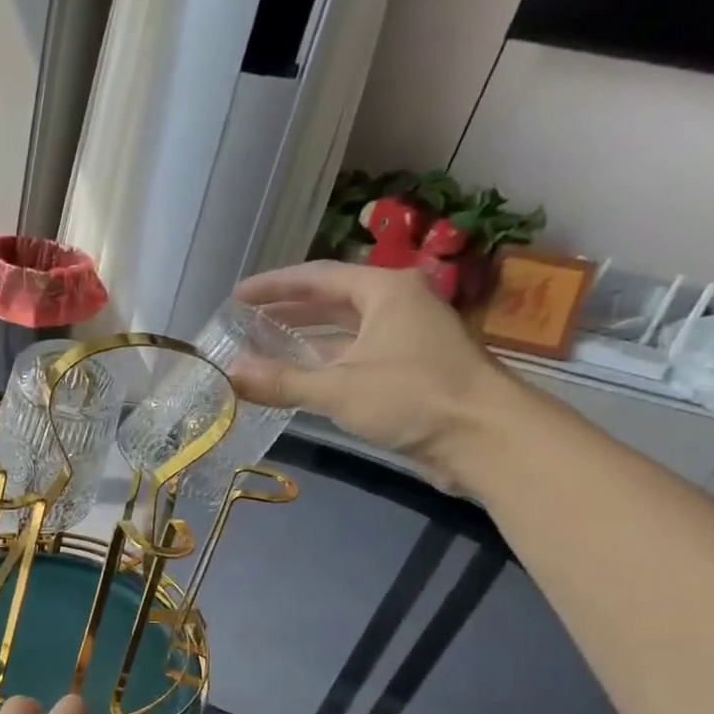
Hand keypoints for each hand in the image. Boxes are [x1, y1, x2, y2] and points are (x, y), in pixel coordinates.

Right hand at [232, 260, 511, 485]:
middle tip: (246, 321)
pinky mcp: (407, 371)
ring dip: (305, 340)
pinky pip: (354, 358)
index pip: (319, 276)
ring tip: (263, 348)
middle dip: (289, 310)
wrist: (484, 437)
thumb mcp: (339, 388)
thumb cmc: (413, 396)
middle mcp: (396, 306)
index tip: (238, 295)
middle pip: (332, 301)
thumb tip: (230, 373)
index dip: (275, 285)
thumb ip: (282, 380)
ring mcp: (404, 339)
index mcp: (385, 291)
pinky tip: (297, 379)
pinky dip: (324, 365)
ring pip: (343, 332)